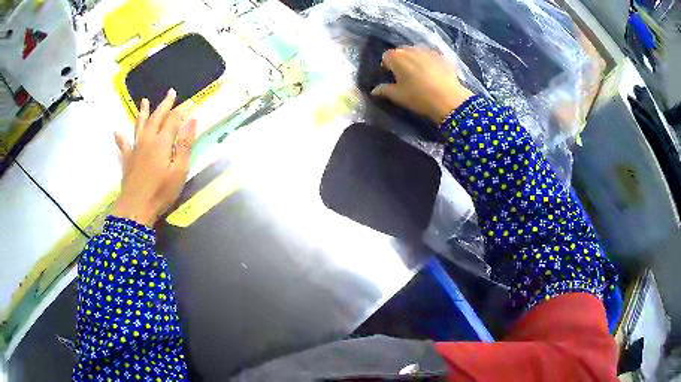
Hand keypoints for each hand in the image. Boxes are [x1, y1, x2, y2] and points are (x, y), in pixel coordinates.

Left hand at [111, 89, 196, 226]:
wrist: (135, 209)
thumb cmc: (161, 192)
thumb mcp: (179, 170)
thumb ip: (185, 144)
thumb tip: (192, 119)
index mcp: (162, 142)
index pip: (173, 119)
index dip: (181, 110)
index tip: (189, 102)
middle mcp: (148, 140)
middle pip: (157, 118)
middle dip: (165, 105)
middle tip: (171, 93)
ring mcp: (135, 149)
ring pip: (139, 125)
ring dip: (143, 112)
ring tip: (144, 101)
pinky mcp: (127, 160)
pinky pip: (123, 145)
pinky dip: (120, 138)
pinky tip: (116, 131)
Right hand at [371, 46, 473, 123]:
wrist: (448, 99)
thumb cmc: (418, 97)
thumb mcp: (398, 96)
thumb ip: (384, 90)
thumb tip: (374, 90)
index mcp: (396, 57)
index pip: (386, 56)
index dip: (387, 66)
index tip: (391, 76)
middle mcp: (411, 49)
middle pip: (402, 51)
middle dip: (401, 60)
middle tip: (405, 75)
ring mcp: (428, 51)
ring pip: (418, 52)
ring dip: (416, 59)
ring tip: (421, 73)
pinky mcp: (443, 56)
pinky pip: (433, 56)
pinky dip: (431, 62)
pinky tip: (435, 74)